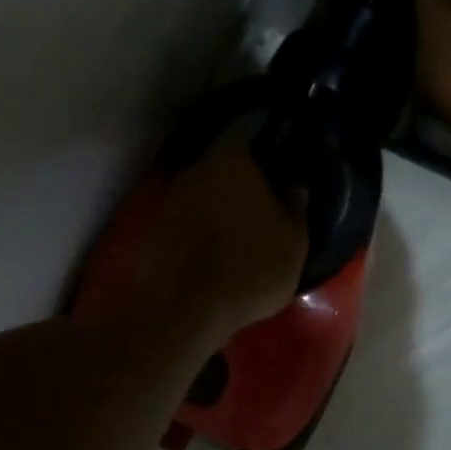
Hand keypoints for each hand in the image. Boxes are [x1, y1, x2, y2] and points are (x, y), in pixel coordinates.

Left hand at [122, 138, 308, 341]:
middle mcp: (195, 170)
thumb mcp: (293, 242)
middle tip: (262, 205)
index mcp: (231, 162)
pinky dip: (200, 231)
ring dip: (218, 208)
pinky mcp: (154, 230)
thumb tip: (294, 187)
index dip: (265, 153)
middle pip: (222, 167)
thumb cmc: (250, 269)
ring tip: (239, 234)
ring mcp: (170, 200)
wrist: (185, 311)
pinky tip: (214, 253)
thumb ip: (296, 206)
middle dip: (240, 183)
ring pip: (203, 194)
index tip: (278, 170)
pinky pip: (186, 221)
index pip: (249, 138)